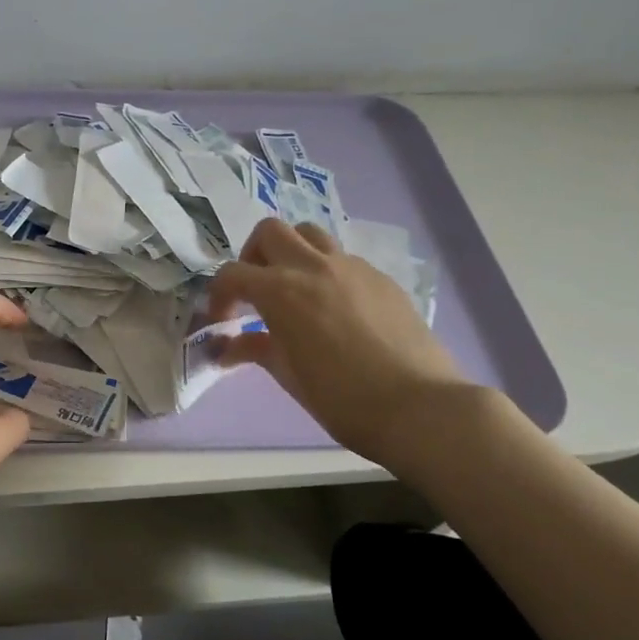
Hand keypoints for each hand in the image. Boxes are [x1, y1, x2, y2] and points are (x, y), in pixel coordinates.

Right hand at [207, 218, 473, 466]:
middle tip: (256, 290)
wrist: (420, 407)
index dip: (218, 294)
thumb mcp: (289, 376)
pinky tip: (335, 308)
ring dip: (292, 252)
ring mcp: (352, 268)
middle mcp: (313, 267)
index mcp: (281, 291)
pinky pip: (343, 259)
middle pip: (270, 232)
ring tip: (294, 288)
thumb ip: (255, 350)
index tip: (222, 319)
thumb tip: (227, 348)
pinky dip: (326, 271)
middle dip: (253, 256)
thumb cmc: (342, 399)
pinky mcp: (381, 278)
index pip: (232, 273)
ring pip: (310, 234)